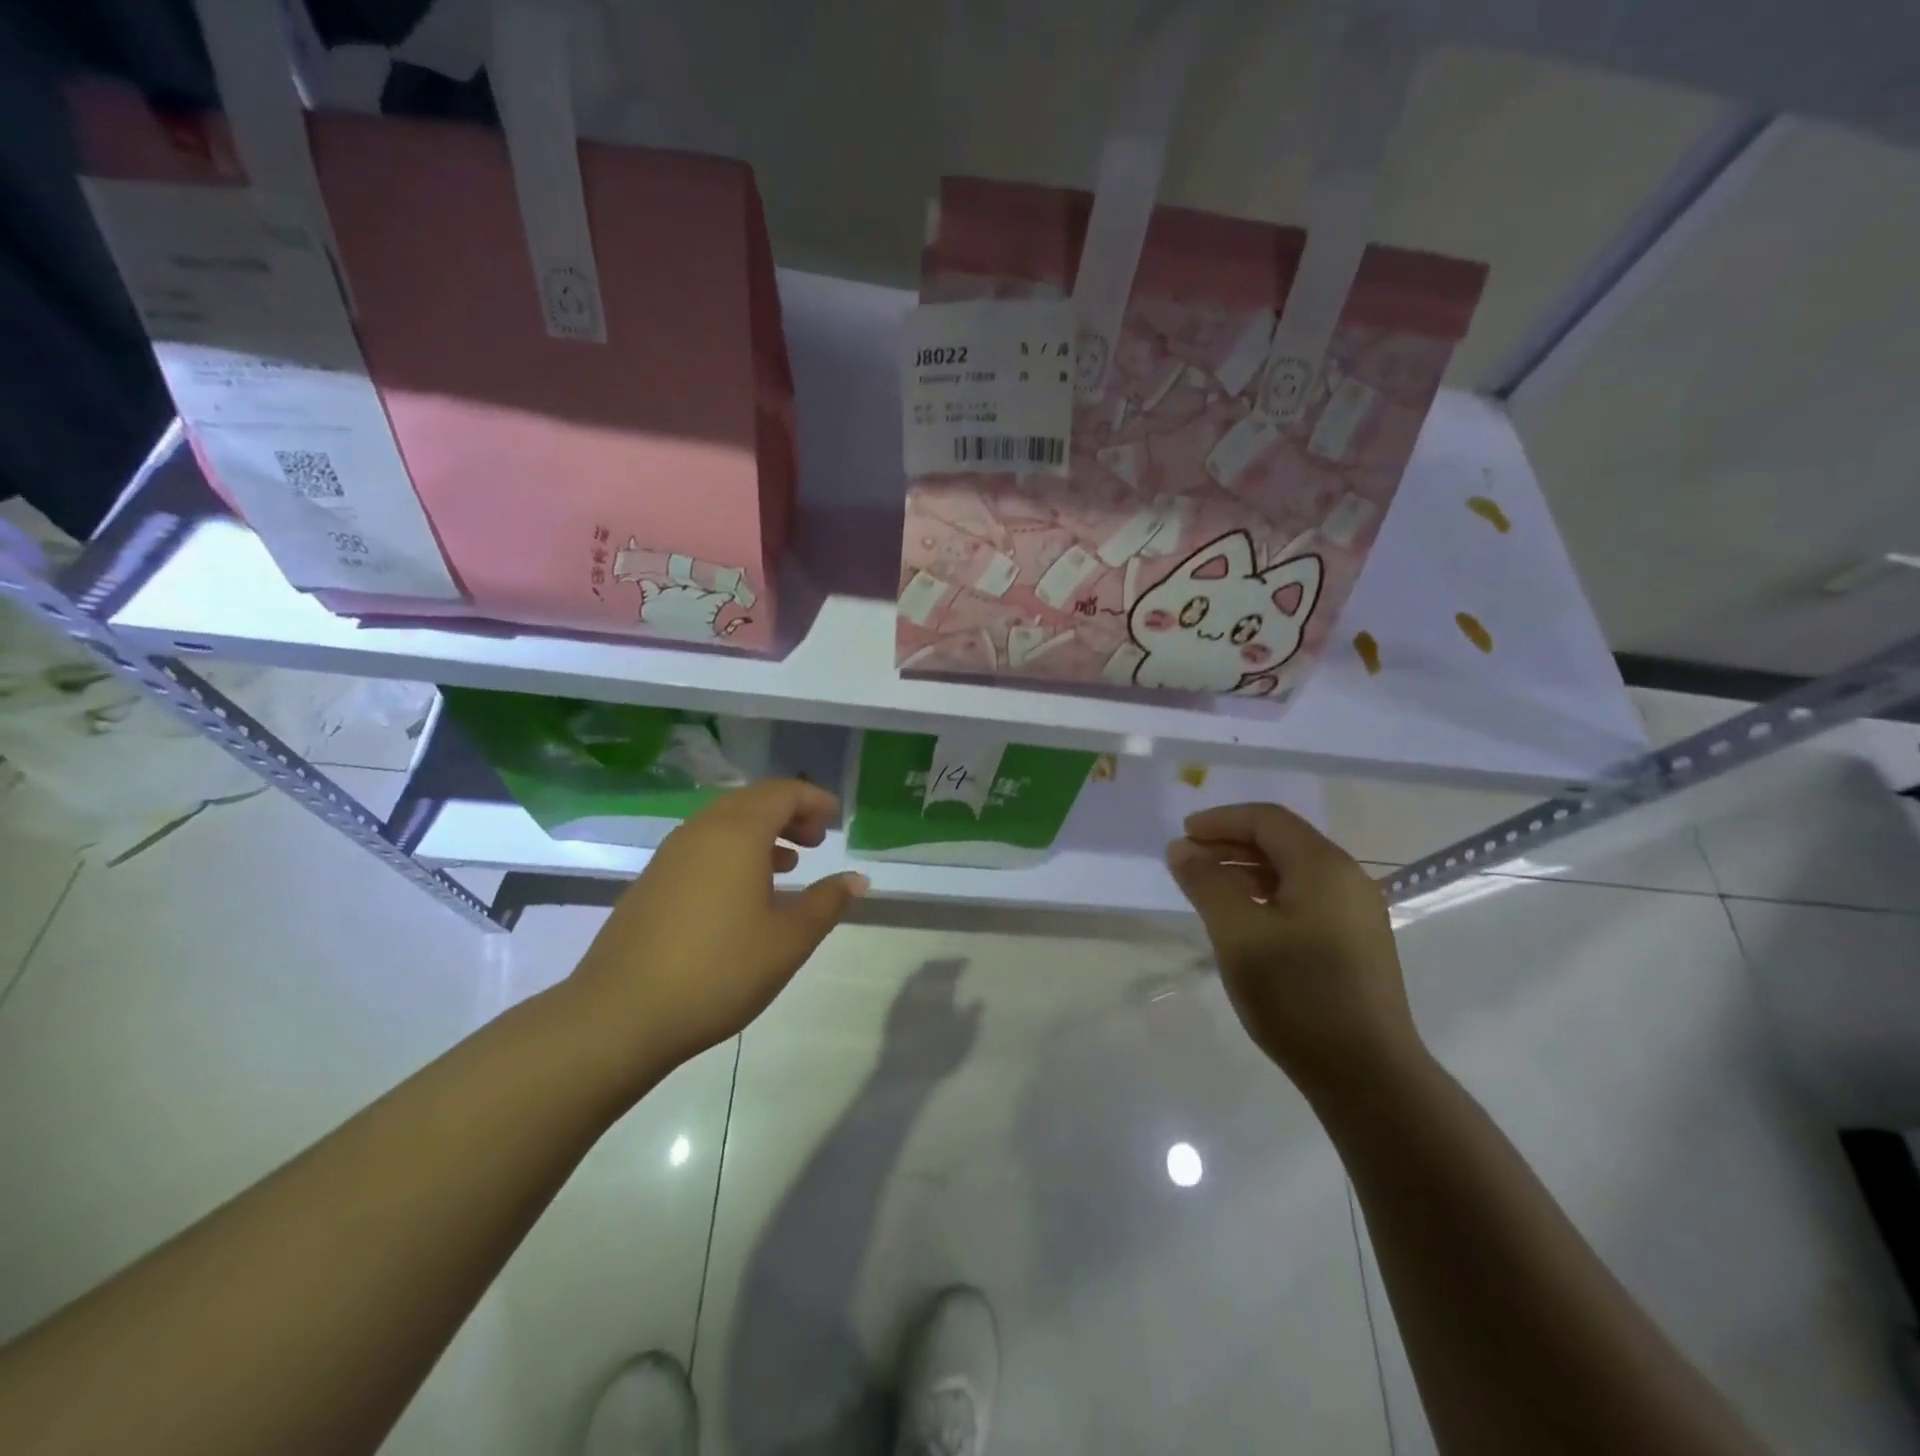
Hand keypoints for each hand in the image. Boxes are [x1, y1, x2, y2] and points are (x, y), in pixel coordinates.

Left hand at [568, 780, 868, 1075]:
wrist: (620, 1015)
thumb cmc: (719, 970)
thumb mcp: (788, 940)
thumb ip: (826, 903)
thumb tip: (857, 879)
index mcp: (736, 833)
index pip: (782, 793)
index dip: (814, 800)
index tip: (836, 820)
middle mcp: (700, 831)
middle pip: (751, 801)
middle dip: (789, 813)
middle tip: (817, 840)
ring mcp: (669, 856)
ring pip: (723, 823)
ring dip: (761, 833)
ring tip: (788, 863)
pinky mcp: (651, 882)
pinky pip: (702, 847)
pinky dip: (733, 852)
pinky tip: (744, 893)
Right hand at [1165, 803, 1423, 1098]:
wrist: (1367, 1075)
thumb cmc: (1297, 994)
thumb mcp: (1238, 934)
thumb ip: (1206, 883)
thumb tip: (1182, 848)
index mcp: (1324, 866)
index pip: (1267, 819)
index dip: (1220, 821)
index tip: (1182, 836)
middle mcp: (1346, 879)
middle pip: (1282, 841)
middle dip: (1230, 844)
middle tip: (1188, 862)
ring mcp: (1356, 913)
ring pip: (1293, 872)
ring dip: (1246, 871)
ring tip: (1208, 890)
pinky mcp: (1355, 943)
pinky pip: (1305, 899)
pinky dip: (1267, 896)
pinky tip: (1244, 922)